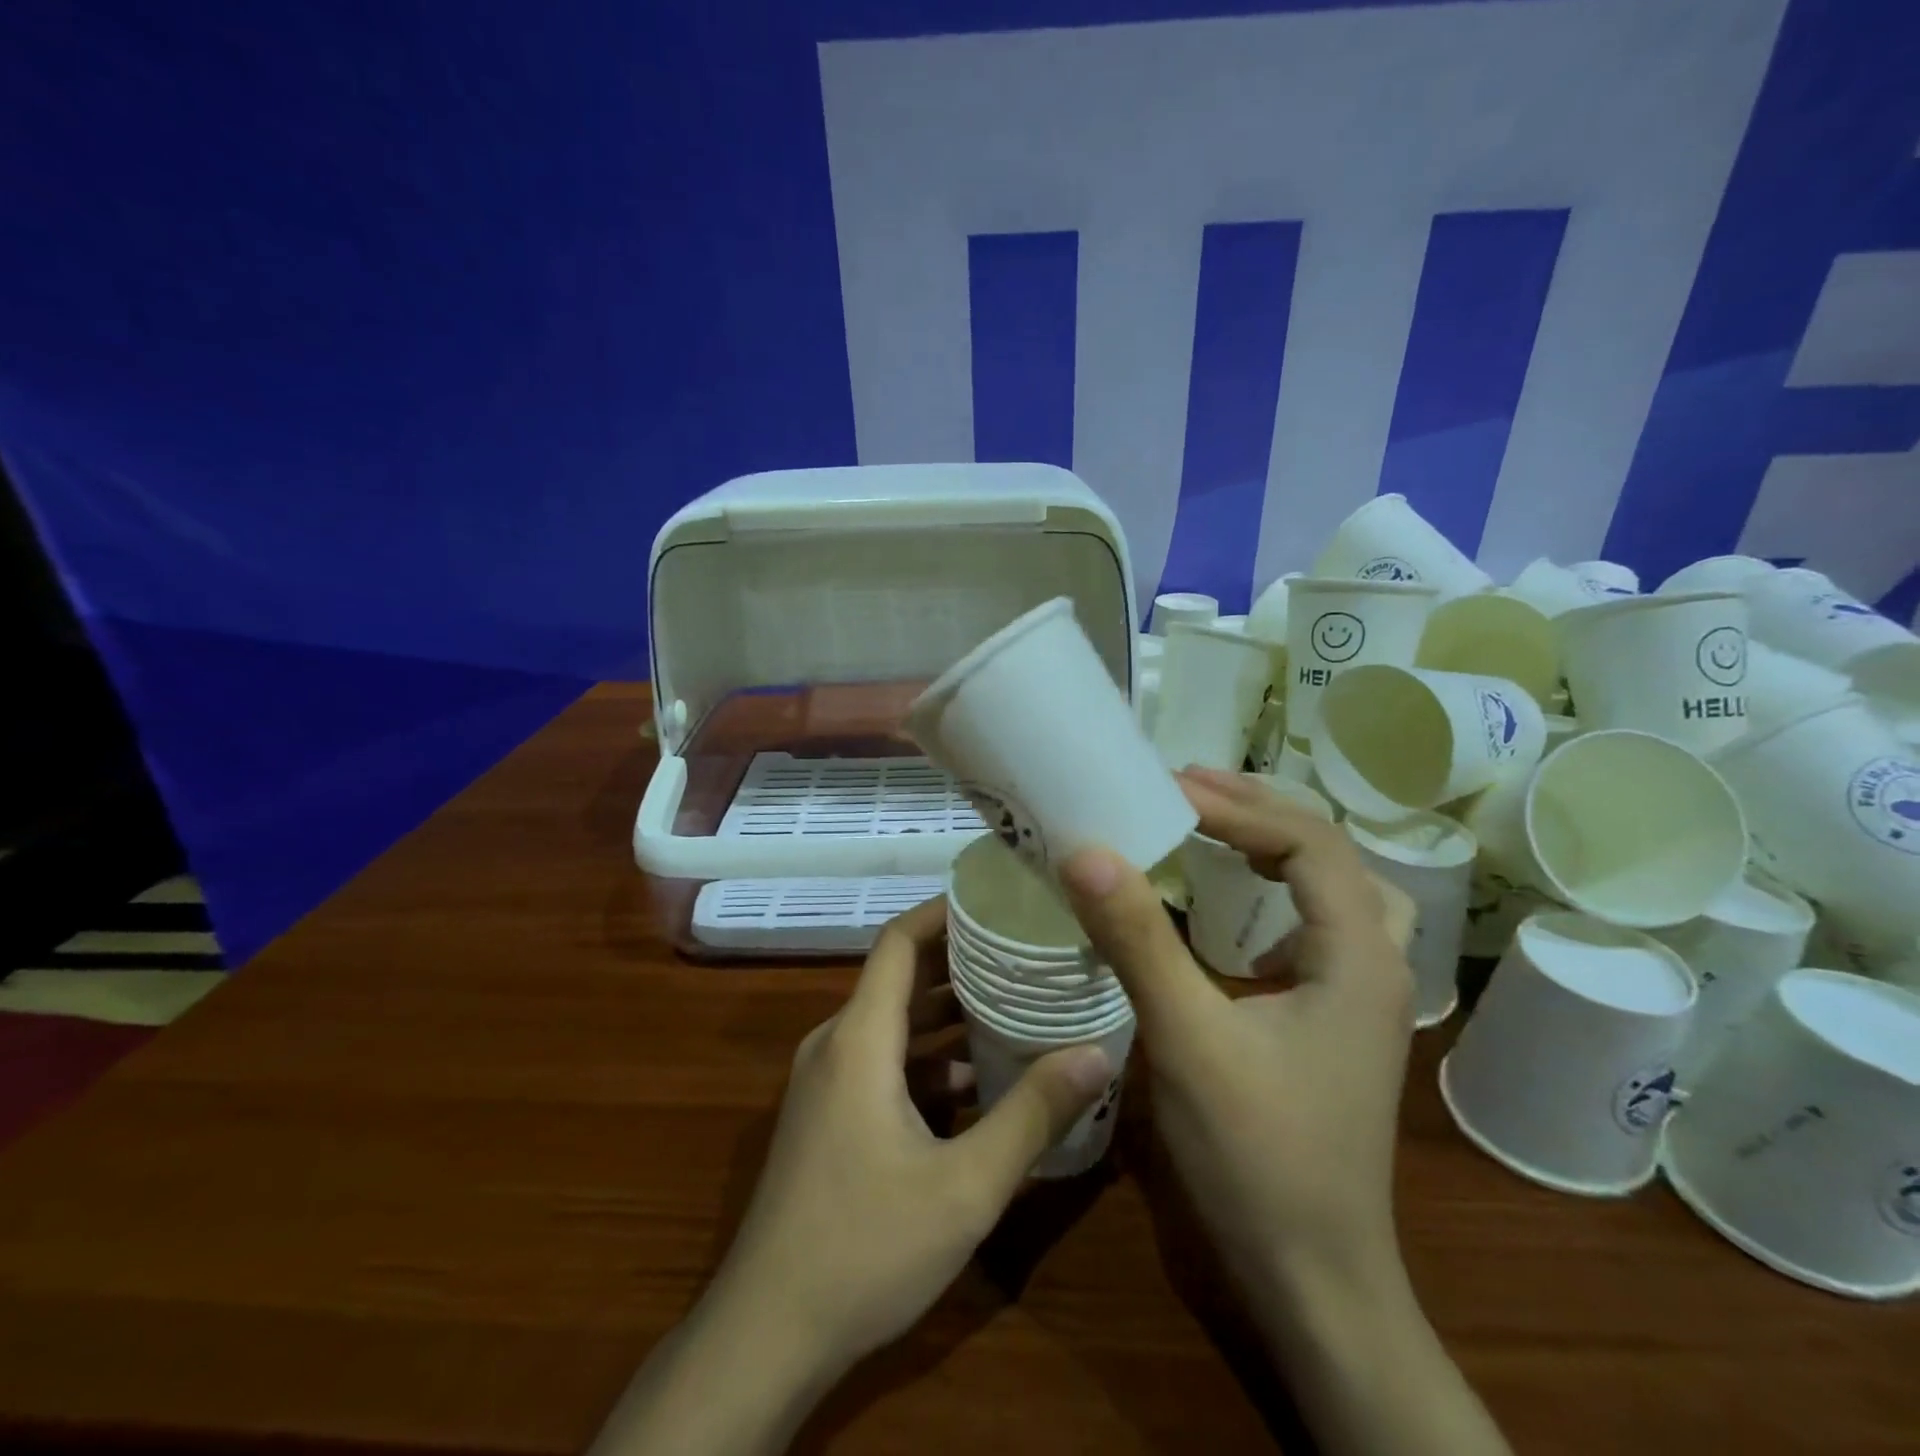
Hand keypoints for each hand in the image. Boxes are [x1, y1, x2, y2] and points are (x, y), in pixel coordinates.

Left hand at [594, 896, 1110, 1454]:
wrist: (765, 1335)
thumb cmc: (864, 1247)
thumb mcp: (964, 1186)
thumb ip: (1032, 1115)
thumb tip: (1097, 1054)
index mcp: (859, 1039)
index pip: (899, 942)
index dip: (943, 912)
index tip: (996, 898)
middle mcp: (837, 1045)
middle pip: (901, 979)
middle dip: (962, 960)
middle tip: (1026, 949)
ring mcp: (827, 1082)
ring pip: (895, 1025)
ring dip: (950, 1014)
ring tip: (1017, 1003)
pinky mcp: (828, 1116)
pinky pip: (884, 1063)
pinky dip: (930, 1059)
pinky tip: (981, 1081)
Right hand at [1061, 767, 1414, 1307]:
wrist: (1314, 1280)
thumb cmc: (1258, 1157)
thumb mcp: (1188, 1038)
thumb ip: (1137, 940)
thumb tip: (1085, 850)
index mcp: (1358, 956)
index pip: (1307, 842)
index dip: (1236, 805)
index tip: (1165, 789)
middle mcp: (1374, 963)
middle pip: (1327, 853)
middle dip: (1256, 809)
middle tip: (1183, 787)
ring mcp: (1360, 996)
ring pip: (1332, 888)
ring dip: (1275, 844)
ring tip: (1212, 823)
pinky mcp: (1335, 1021)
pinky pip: (1315, 926)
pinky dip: (1276, 892)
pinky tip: (1235, 907)